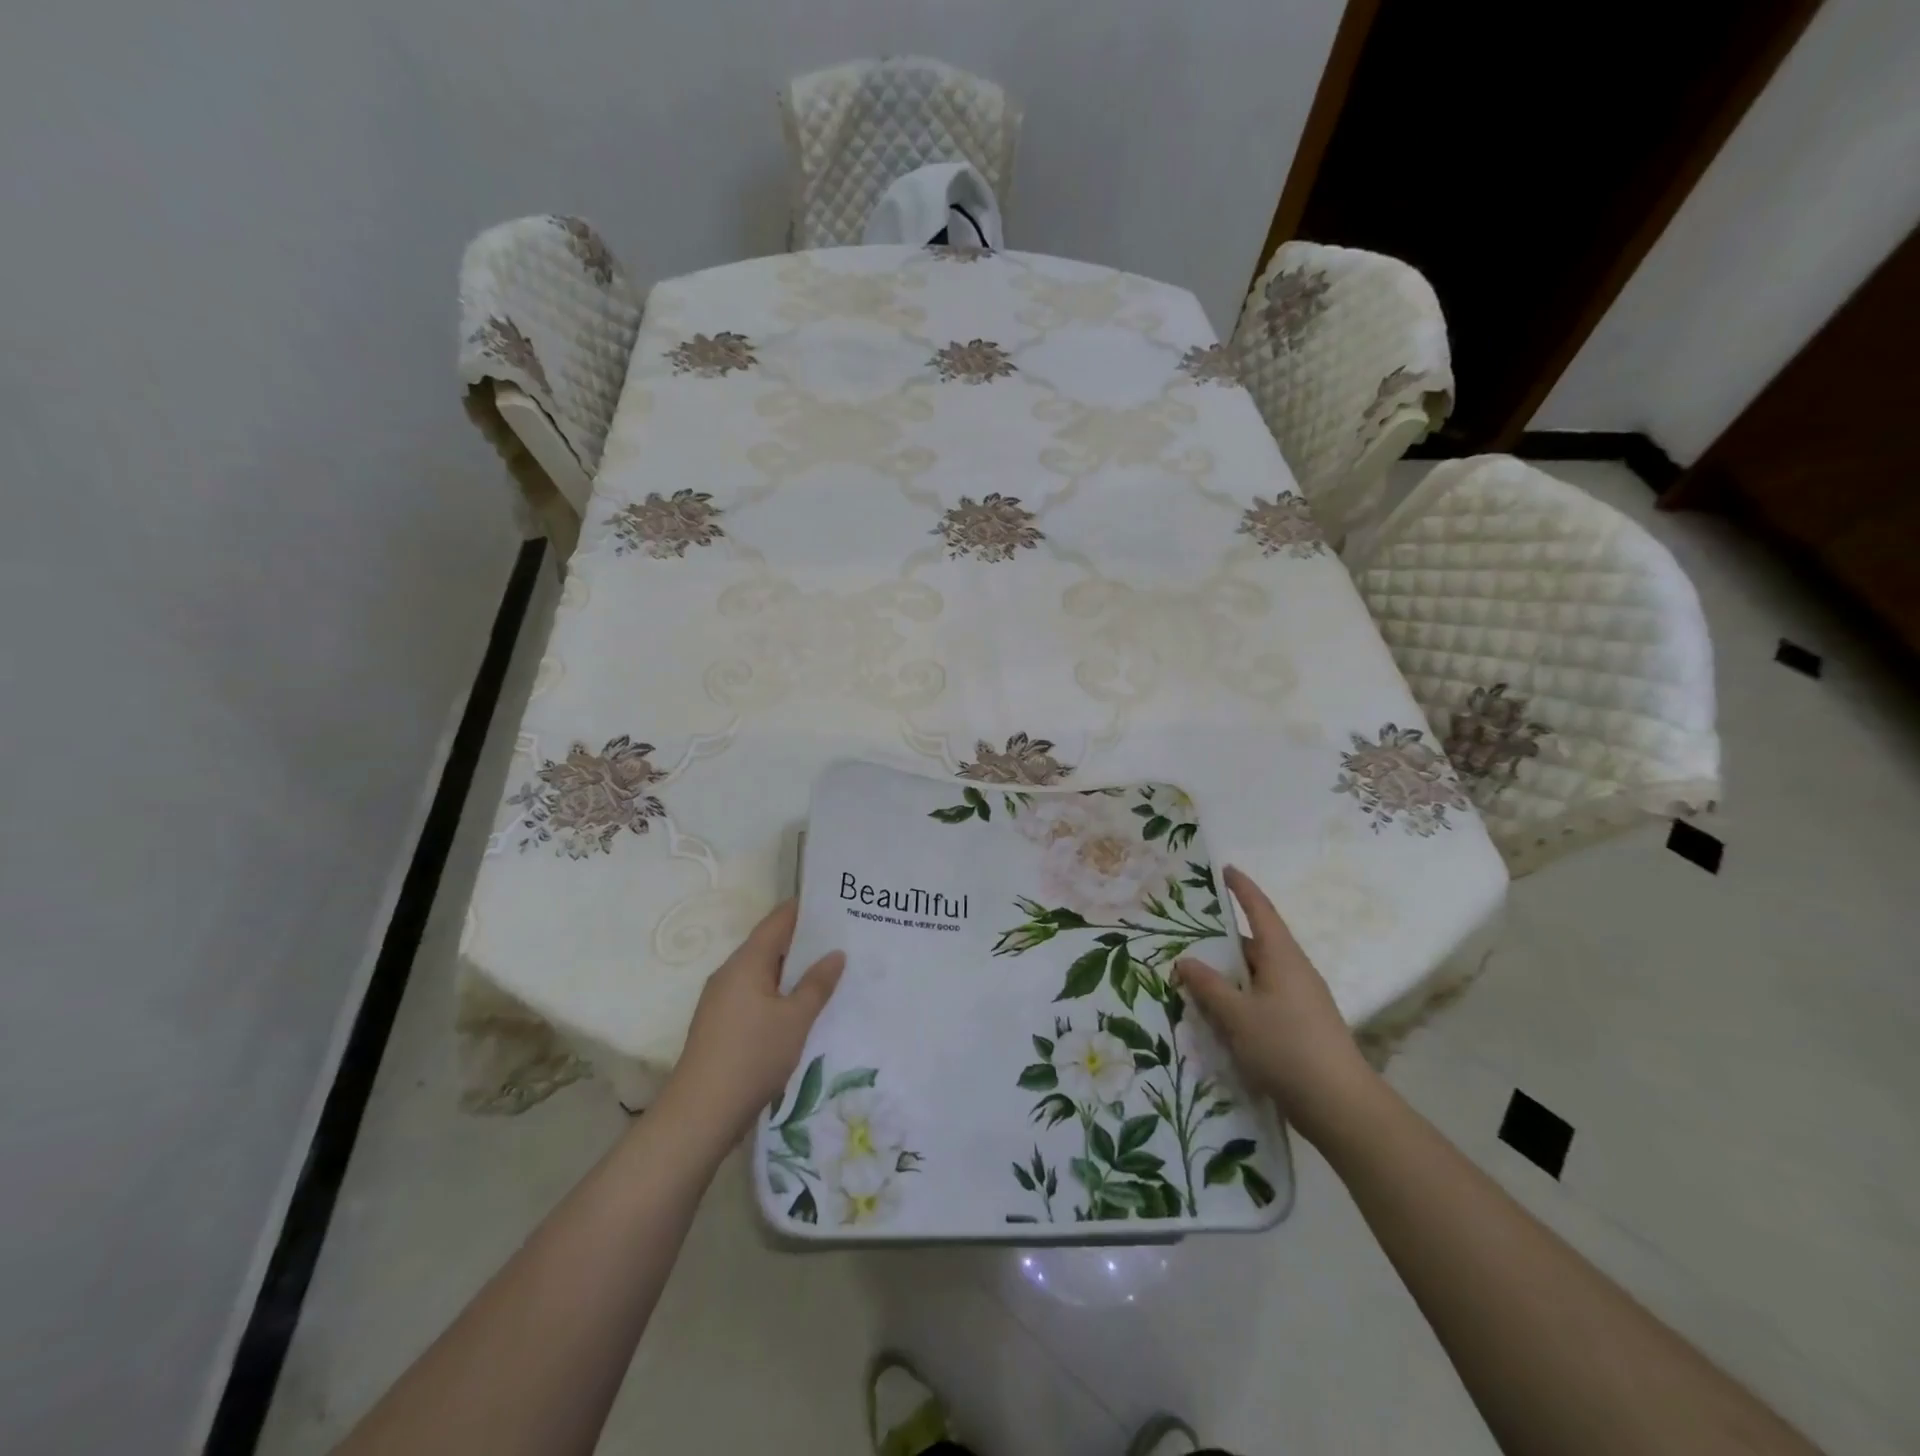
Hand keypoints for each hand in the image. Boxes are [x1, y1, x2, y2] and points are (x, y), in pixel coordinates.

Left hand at [660, 900, 843, 1149]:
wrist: (701, 1113)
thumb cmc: (752, 1056)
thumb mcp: (795, 1019)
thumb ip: (817, 984)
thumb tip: (835, 954)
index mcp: (746, 963)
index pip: (777, 921)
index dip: (804, 910)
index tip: (834, 904)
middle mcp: (729, 974)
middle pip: (769, 945)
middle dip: (803, 942)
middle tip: (841, 939)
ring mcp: (721, 1000)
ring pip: (762, 973)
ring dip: (791, 971)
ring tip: (828, 972)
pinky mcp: (720, 1024)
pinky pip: (755, 995)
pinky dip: (778, 993)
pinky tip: (800, 1008)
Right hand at [1177, 866, 1374, 1144]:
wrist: (1341, 1106)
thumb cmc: (1287, 1047)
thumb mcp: (1238, 1015)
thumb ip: (1209, 986)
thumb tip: (1186, 960)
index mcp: (1283, 957)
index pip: (1260, 911)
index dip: (1243, 888)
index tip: (1225, 869)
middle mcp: (1294, 971)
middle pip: (1256, 944)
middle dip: (1224, 939)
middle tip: (1188, 933)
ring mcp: (1301, 1000)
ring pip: (1258, 975)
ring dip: (1230, 973)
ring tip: (1195, 975)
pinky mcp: (1301, 1026)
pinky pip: (1264, 999)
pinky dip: (1240, 998)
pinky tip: (1218, 1014)